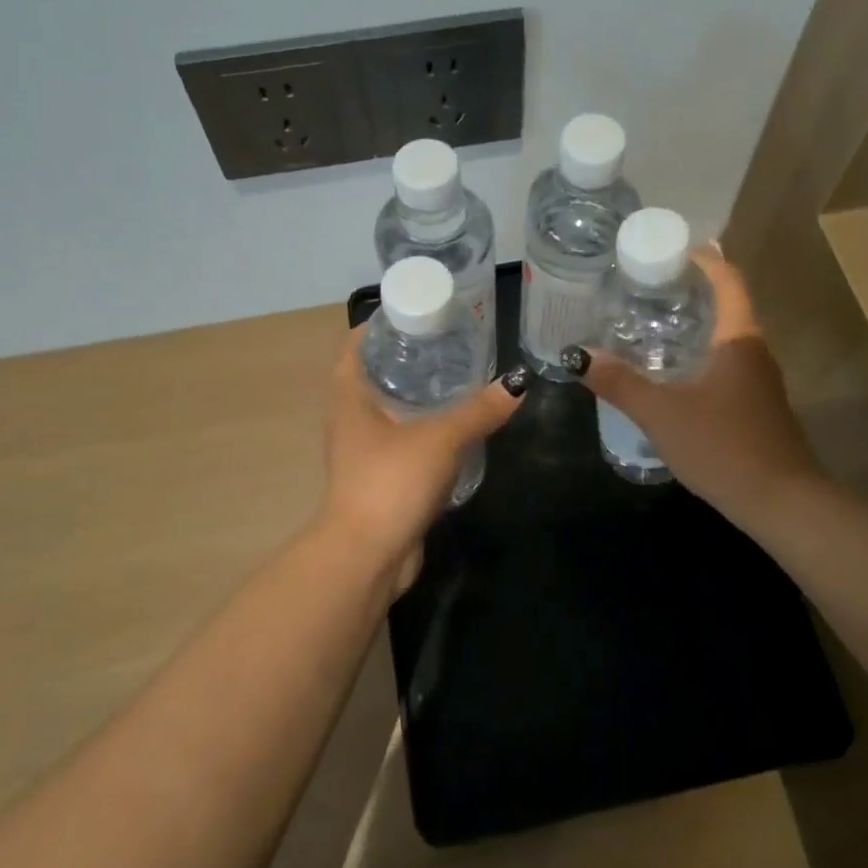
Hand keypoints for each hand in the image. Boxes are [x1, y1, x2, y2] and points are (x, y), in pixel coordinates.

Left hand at [321, 330, 526, 580]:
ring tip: (459, 378)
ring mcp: (363, 451)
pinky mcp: (382, 477)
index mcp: (350, 397)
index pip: (356, 345)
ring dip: (419, 396)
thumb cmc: (391, 481)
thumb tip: (517, 384)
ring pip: (391, 411)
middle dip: (408, 358)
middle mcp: (350, 419)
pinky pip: (404, 441)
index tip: (416, 312)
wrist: (368, 555)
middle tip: (449, 342)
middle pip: (376, 375)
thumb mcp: (441, 439)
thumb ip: (479, 411)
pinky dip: (425, 430)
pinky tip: (457, 427)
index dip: (380, 325)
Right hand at [565, 248, 819, 529]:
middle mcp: (755, 352)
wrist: (781, 502)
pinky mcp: (757, 408)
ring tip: (649, 328)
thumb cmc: (723, 446)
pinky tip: (671, 376)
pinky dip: (699, 358)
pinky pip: (725, 367)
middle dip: (690, 293)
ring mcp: (760, 382)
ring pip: (725, 340)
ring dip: (694, 328)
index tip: (674, 250)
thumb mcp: (662, 414)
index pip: (729, 280)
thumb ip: (620, 383)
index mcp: (739, 339)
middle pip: (726, 307)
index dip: (705, 259)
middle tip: (645, 289)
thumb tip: (579, 355)